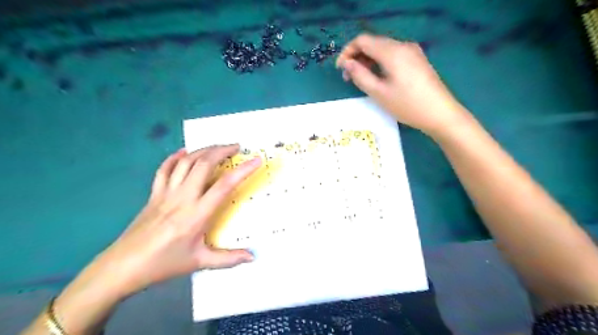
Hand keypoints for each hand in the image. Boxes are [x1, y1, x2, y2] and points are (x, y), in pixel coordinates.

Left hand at [97, 145, 260, 296]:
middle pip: (204, 164)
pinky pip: (164, 169)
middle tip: (236, 147)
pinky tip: (184, 152)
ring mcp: (166, 193)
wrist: (122, 267)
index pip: (225, 185)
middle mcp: (183, 197)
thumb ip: (229, 259)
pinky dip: (175, 157)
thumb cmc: (164, 264)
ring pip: (186, 162)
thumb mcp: (199, 262)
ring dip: (204, 150)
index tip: (256, 159)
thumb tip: (253, 257)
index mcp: (197, 214)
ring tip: (217, 148)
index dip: (243, 170)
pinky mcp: (154, 194)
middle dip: (222, 150)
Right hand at [335, 33, 472, 137]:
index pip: (362, 40)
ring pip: (382, 49)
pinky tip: (377, 77)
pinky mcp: (416, 60)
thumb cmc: (407, 105)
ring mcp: (412, 52)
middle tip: (348, 77)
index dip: (347, 52)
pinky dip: (380, 63)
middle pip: (373, 43)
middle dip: (357, 57)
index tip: (340, 69)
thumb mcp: (379, 93)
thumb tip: (347, 63)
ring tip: (360, 79)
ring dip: (368, 60)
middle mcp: (402, 45)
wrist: (440, 113)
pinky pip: (393, 55)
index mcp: (392, 51)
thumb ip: (360, 75)